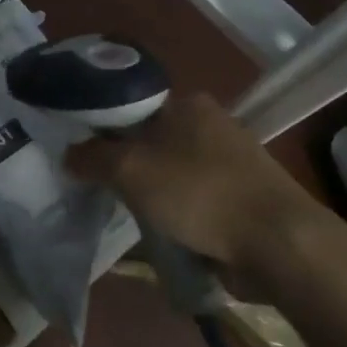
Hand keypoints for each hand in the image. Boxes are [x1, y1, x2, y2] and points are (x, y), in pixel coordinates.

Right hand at [64, 93, 330, 289]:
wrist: (277, 243)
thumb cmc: (199, 193)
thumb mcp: (130, 169)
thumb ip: (93, 157)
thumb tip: (69, 154)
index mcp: (188, 103)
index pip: (132, 106)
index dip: (102, 128)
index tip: (81, 154)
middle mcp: (211, 124)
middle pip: (151, 141)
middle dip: (126, 165)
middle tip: (99, 188)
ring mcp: (231, 162)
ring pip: (172, 173)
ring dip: (151, 193)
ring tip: (127, 215)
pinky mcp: (242, 197)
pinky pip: (194, 200)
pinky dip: (177, 214)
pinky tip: (162, 233)